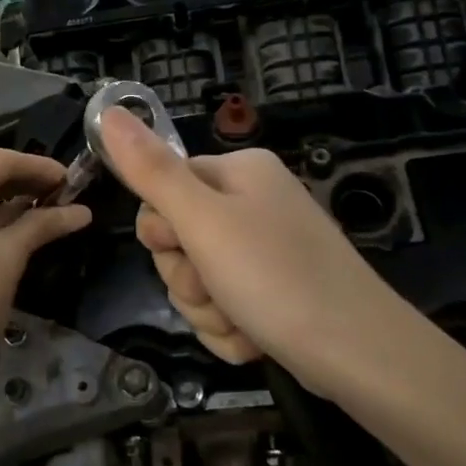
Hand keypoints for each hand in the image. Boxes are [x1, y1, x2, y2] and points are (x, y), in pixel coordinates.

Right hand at [100, 107, 395, 385]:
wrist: (358, 354)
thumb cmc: (275, 277)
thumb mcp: (203, 221)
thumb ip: (151, 171)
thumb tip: (107, 110)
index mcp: (239, 173)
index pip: (164, 189)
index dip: (162, 229)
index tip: (182, 248)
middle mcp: (254, 203)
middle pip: (179, 240)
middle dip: (189, 279)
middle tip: (216, 291)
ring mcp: (266, 251)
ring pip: (198, 281)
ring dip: (209, 311)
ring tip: (242, 320)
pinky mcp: (275, 293)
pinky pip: (225, 308)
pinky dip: (232, 328)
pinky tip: (256, 339)